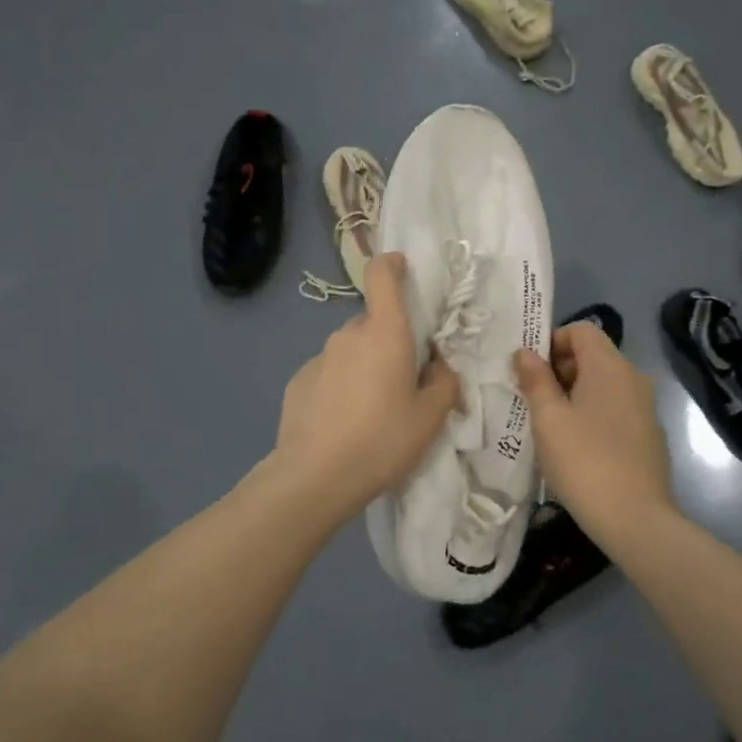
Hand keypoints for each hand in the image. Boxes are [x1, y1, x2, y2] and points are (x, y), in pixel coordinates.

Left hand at [269, 252, 459, 517]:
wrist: (315, 476)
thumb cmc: (383, 440)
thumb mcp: (431, 417)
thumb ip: (444, 383)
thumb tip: (438, 368)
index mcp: (385, 333)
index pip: (382, 276)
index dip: (392, 265)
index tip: (403, 270)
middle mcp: (348, 335)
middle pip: (374, 323)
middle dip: (390, 342)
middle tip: (404, 382)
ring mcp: (319, 357)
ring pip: (351, 350)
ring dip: (365, 367)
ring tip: (373, 411)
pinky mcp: (298, 381)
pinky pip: (329, 373)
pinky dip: (340, 387)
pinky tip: (344, 423)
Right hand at [514, 323, 673, 549]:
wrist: (634, 518)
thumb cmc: (583, 460)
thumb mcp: (548, 418)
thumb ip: (535, 380)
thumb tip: (525, 352)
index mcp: (610, 366)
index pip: (581, 330)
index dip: (552, 342)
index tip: (530, 373)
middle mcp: (633, 378)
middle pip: (592, 356)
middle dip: (559, 371)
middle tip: (533, 401)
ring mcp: (645, 408)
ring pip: (603, 385)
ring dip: (573, 395)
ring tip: (550, 426)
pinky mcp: (648, 435)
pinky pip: (614, 409)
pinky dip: (593, 415)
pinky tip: (576, 447)